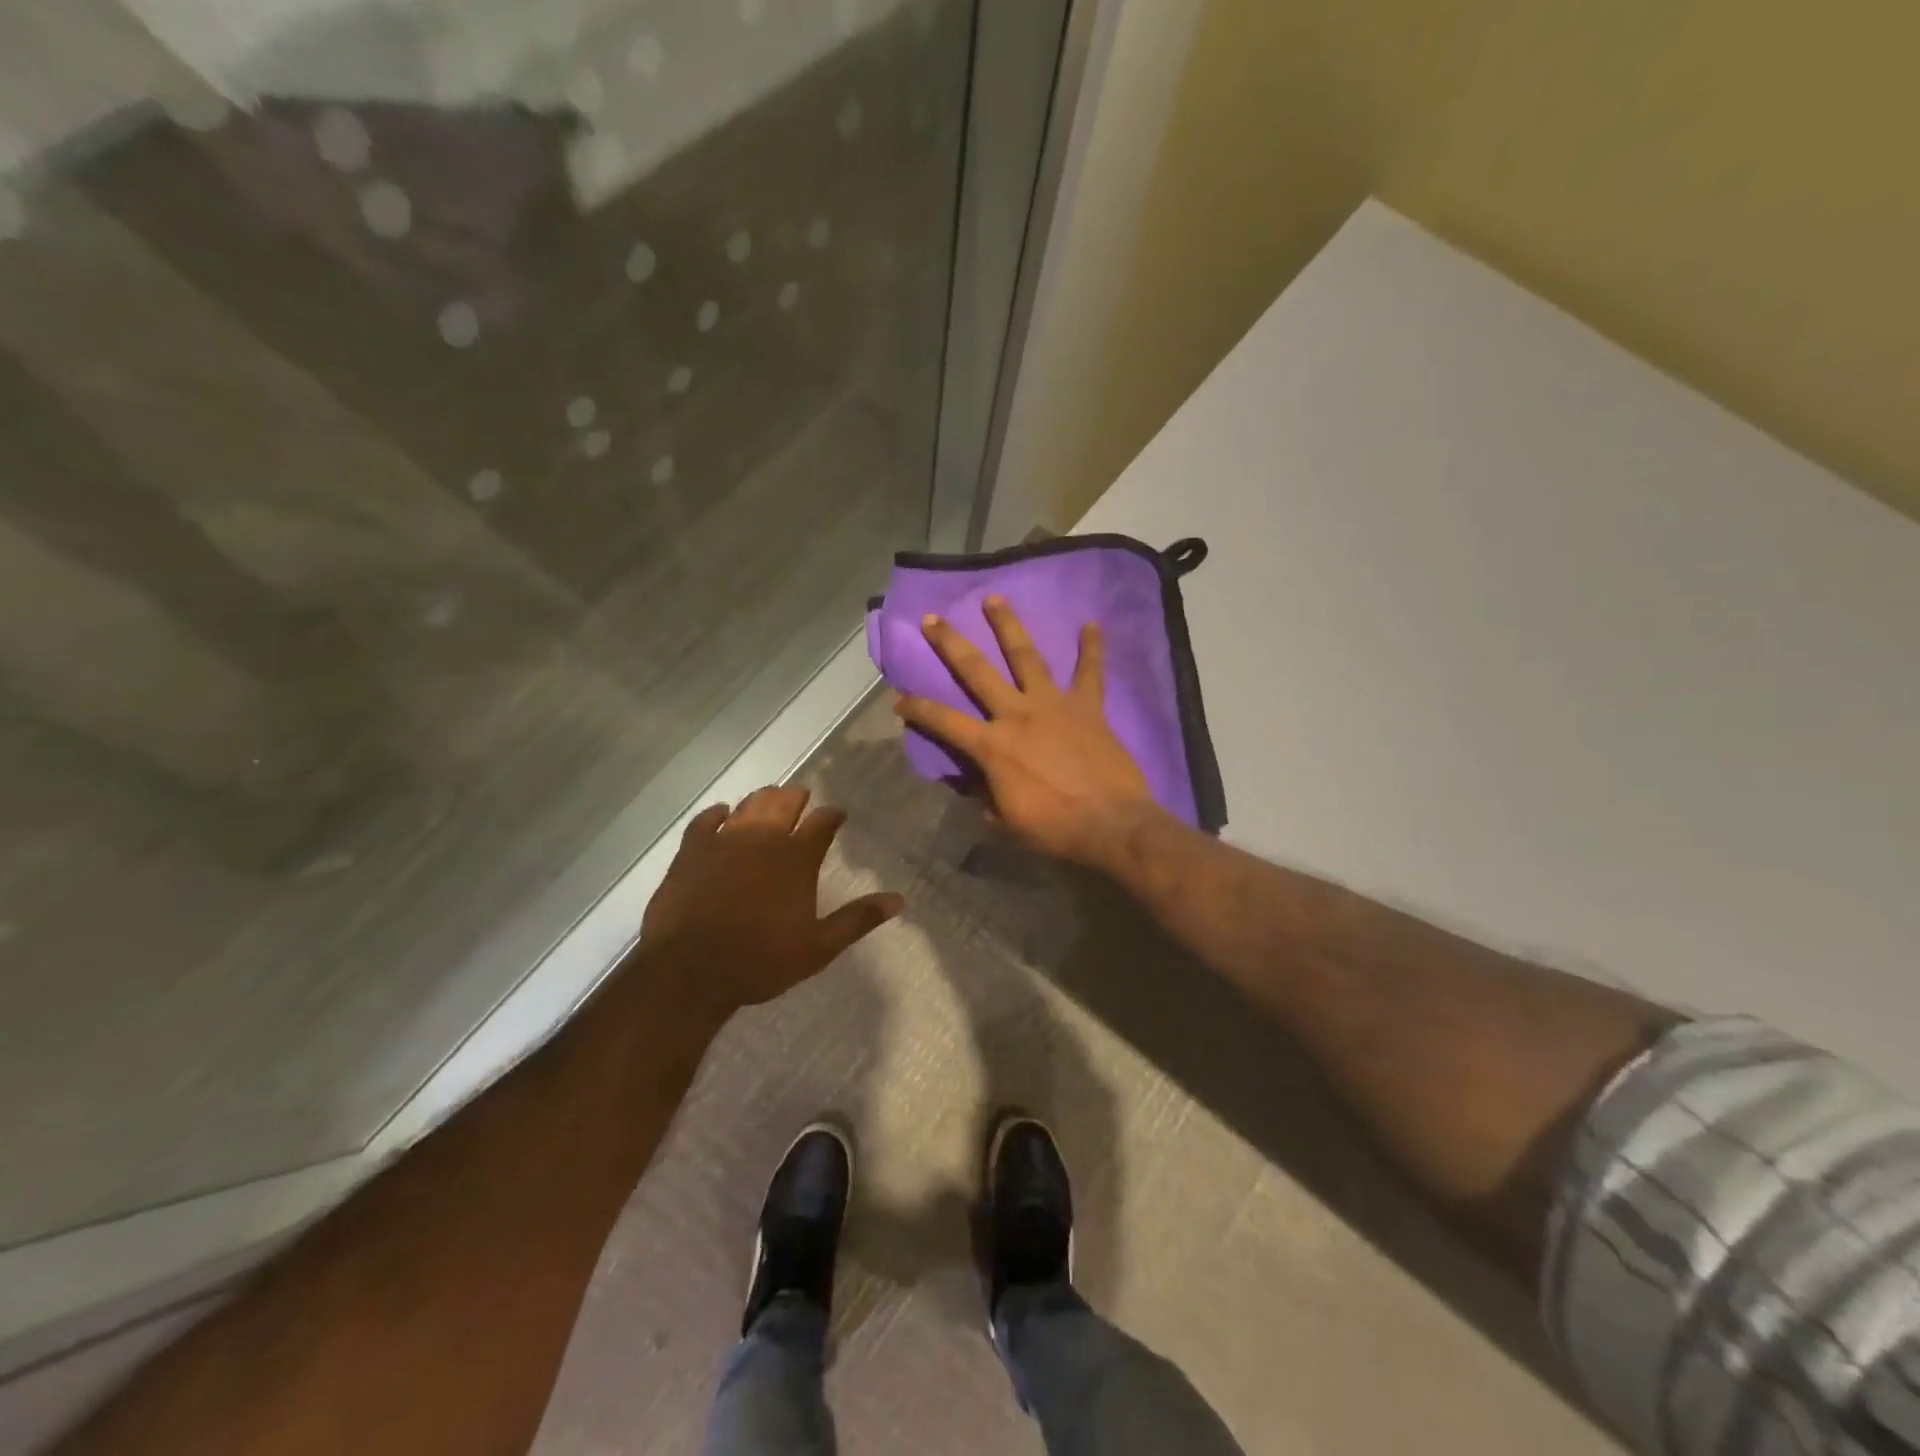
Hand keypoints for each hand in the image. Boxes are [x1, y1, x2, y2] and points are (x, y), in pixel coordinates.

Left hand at [640, 786, 901, 1014]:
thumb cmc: (760, 961)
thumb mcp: (818, 947)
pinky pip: (706, 819)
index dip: (833, 815)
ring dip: (762, 800)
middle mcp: (764, 838)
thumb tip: (899, 900)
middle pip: (784, 801)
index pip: (823, 822)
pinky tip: (722, 814)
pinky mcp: (692, 849)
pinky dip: (717, 813)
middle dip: (797, 797)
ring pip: (749, 804)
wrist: (691, 971)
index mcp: (797, 858)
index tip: (837, 816)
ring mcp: (725, 839)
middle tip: (801, 800)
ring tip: (768, 802)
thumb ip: (857, 919)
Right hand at [894, 596, 1162, 870]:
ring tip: (995, 598)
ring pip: (1026, 656)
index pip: (944, 721)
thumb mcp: (1007, 821)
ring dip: (1008, 626)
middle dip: (951, 643)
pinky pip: (1090, 673)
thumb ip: (987, 796)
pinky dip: (1092, 649)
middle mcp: (1017, 714)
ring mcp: (1053, 705)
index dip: (918, 709)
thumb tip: (977, 785)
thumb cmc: (1055, 829)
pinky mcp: (1088, 707)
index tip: (898, 697)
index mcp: (992, 746)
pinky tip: (1092, 624)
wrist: (1112, 824)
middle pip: (977, 671)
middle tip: (934, 618)